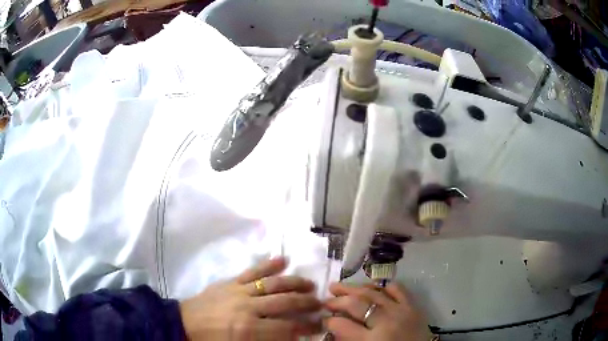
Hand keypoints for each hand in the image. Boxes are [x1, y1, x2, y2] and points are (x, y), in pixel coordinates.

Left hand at [179, 257, 321, 339]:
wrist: (184, 324)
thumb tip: (291, 337)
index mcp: (249, 329)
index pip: (287, 328)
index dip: (306, 327)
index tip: (319, 324)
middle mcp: (248, 308)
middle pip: (285, 303)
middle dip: (306, 303)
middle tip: (320, 303)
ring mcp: (239, 291)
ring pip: (273, 284)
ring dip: (294, 283)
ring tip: (310, 284)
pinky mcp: (230, 282)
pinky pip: (252, 271)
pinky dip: (268, 265)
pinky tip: (283, 260)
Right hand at [324, 282, 432, 340]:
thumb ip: (348, 340)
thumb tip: (333, 328)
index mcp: (372, 340)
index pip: (342, 325)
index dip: (328, 321)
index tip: (322, 319)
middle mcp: (386, 322)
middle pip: (356, 304)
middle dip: (336, 301)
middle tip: (325, 300)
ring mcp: (401, 310)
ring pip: (373, 292)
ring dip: (353, 288)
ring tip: (338, 286)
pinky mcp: (413, 305)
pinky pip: (396, 288)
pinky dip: (381, 285)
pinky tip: (370, 286)